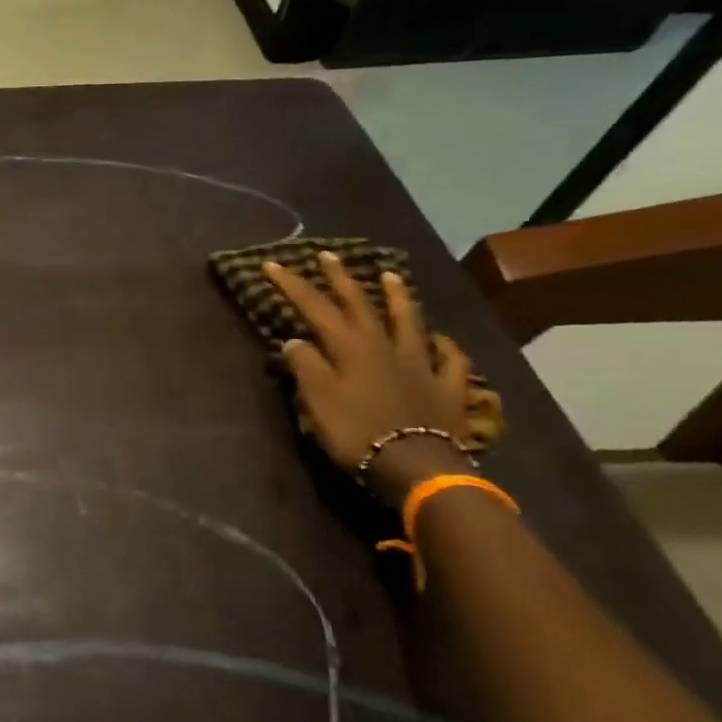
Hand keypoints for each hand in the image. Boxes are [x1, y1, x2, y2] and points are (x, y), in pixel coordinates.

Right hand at [263, 254, 475, 506]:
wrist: (415, 466)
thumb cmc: (356, 431)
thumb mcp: (316, 399)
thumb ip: (305, 366)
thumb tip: (295, 340)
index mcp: (349, 347)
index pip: (315, 307)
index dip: (293, 285)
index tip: (272, 264)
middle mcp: (385, 346)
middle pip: (360, 304)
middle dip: (341, 278)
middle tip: (328, 255)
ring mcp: (420, 364)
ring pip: (409, 322)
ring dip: (398, 297)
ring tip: (390, 275)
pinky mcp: (446, 388)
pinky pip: (450, 360)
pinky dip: (444, 347)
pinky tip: (441, 340)